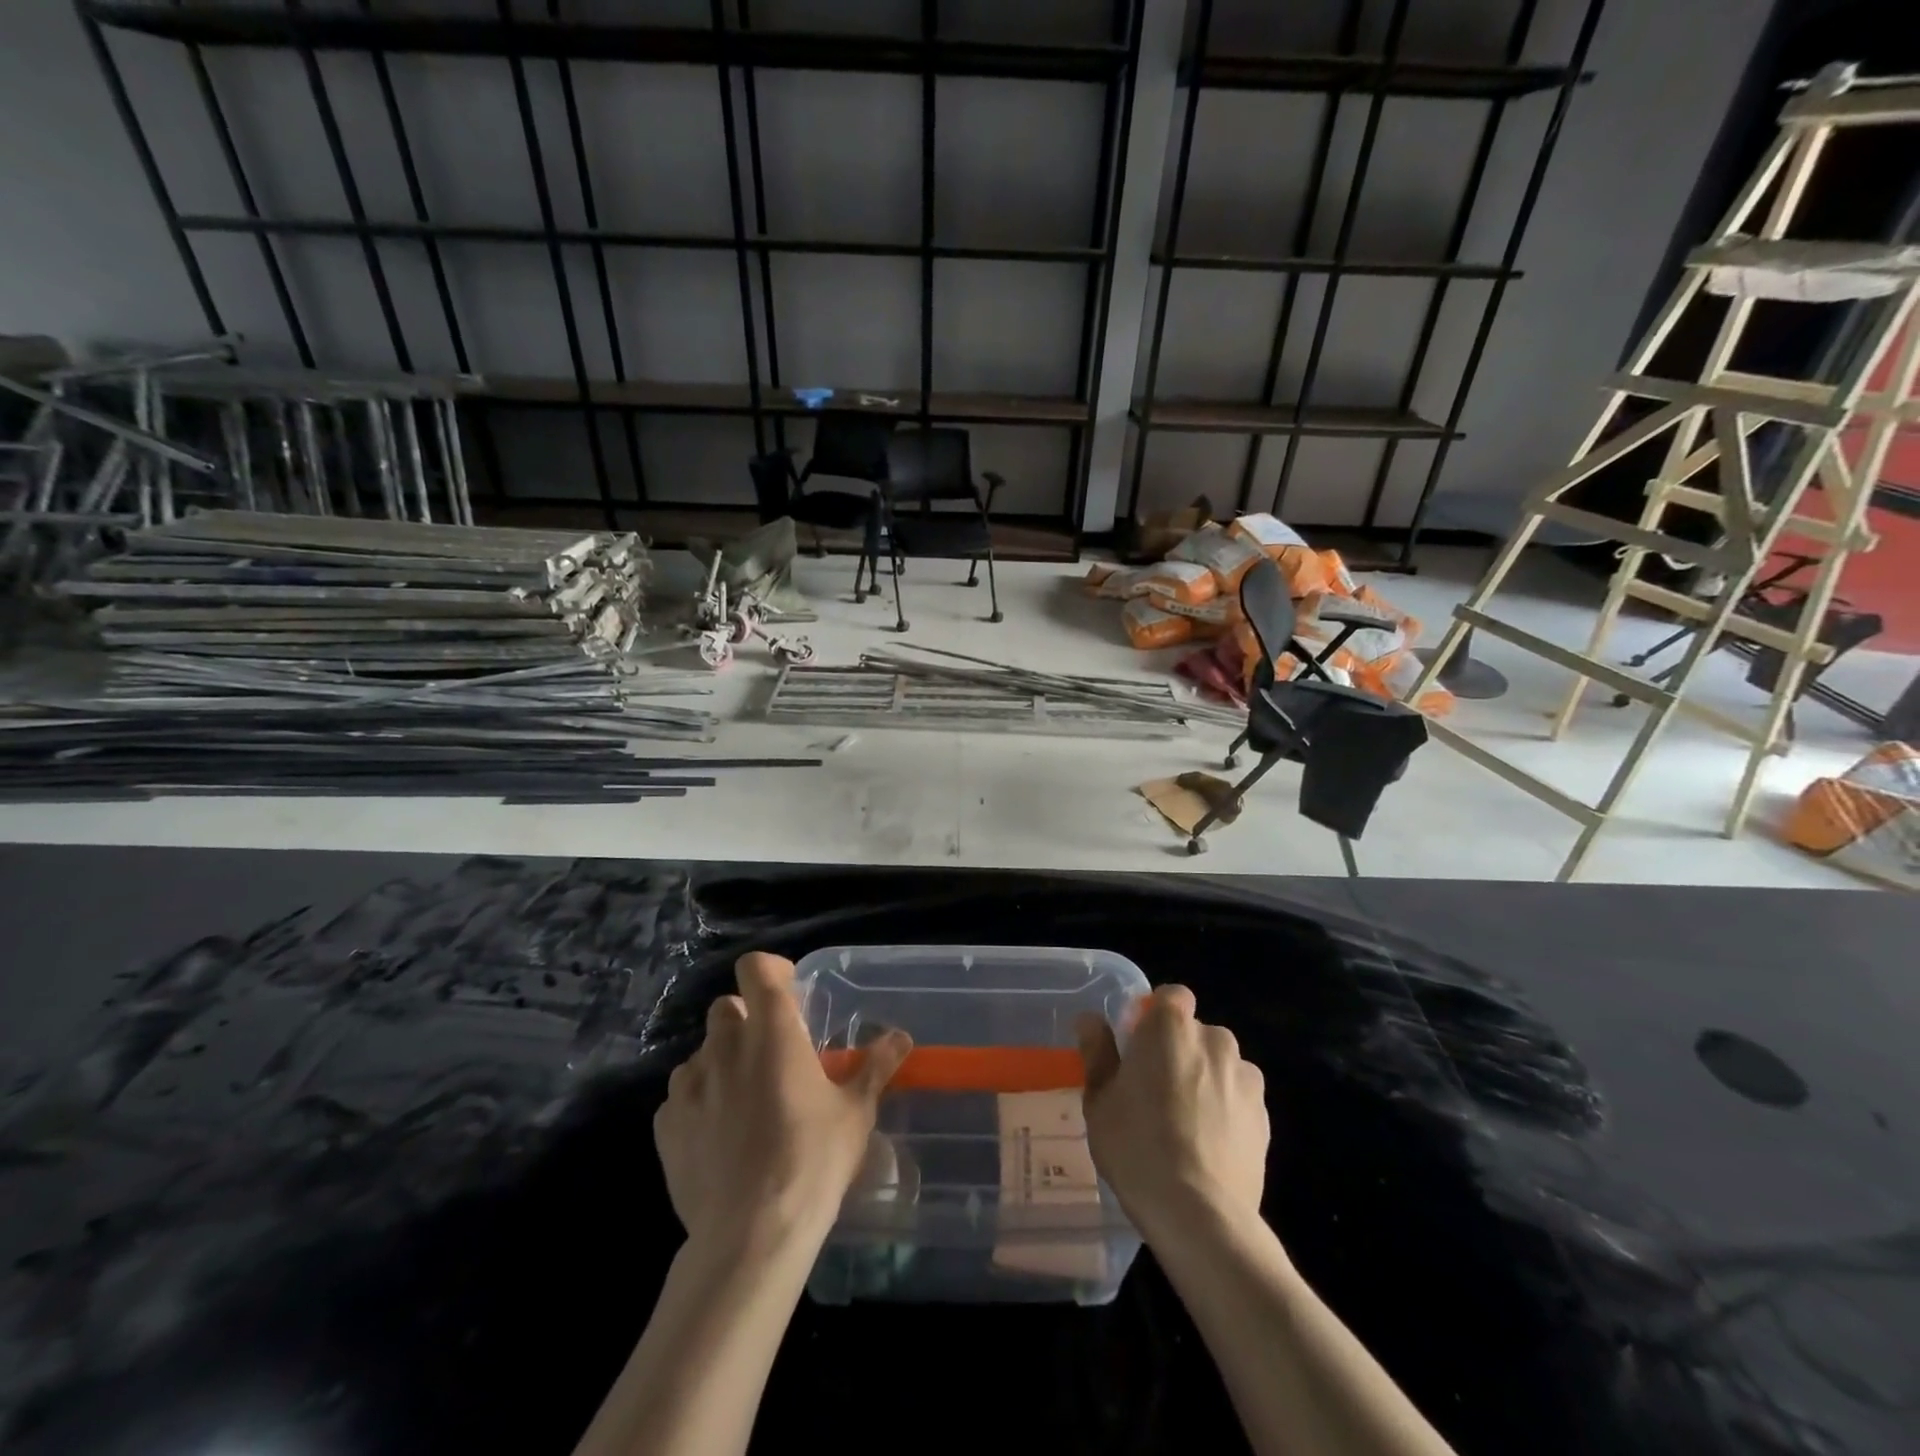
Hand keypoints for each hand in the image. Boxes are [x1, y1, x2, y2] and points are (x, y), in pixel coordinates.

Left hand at [654, 952, 911, 1256]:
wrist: (750, 1234)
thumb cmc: (812, 1160)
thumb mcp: (855, 1112)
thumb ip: (874, 1066)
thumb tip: (901, 1036)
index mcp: (772, 1030)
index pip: (755, 968)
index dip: (770, 971)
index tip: (790, 992)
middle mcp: (725, 1045)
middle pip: (727, 1007)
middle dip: (748, 1019)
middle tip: (773, 1053)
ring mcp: (689, 1085)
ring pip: (702, 1051)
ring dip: (722, 1061)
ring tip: (745, 1098)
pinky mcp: (665, 1125)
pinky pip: (681, 1095)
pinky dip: (698, 1101)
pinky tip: (719, 1135)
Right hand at [1078, 985, 1268, 1241]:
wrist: (1199, 1214)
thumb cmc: (1137, 1146)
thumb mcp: (1099, 1100)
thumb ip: (1097, 1052)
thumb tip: (1091, 1020)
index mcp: (1170, 1027)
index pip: (1171, 996)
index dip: (1155, 1016)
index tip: (1138, 1046)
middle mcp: (1214, 1040)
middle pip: (1196, 1032)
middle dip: (1179, 1050)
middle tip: (1155, 1090)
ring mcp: (1245, 1078)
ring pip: (1220, 1065)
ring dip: (1205, 1078)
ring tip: (1186, 1123)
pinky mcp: (1264, 1116)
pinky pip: (1239, 1097)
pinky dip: (1226, 1109)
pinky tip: (1208, 1146)